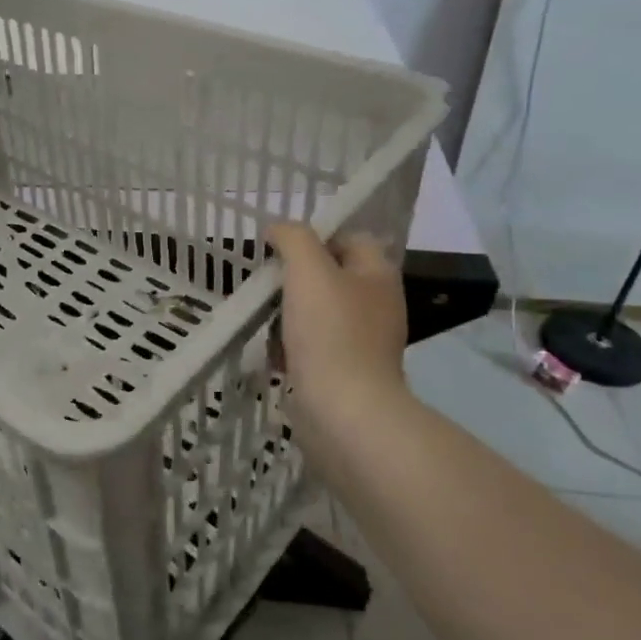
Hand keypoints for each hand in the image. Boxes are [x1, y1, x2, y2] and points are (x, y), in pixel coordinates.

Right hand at [266, 224, 414, 475]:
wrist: (344, 410)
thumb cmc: (329, 332)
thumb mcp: (308, 270)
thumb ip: (294, 238)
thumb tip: (279, 229)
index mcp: (378, 275)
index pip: (352, 237)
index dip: (317, 236)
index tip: (281, 248)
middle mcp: (377, 304)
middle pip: (331, 276)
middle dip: (295, 278)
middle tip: (267, 283)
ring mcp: (363, 341)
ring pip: (317, 312)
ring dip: (288, 313)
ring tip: (263, 318)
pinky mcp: (346, 371)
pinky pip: (313, 346)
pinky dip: (291, 346)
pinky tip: (272, 353)